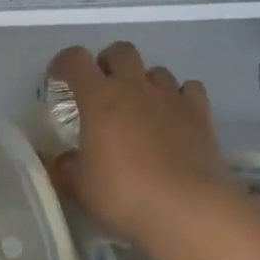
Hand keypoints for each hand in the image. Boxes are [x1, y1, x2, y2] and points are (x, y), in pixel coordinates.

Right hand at [48, 43, 242, 252]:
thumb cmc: (124, 193)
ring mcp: (171, 97)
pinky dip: (179, 97)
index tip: (58, 79)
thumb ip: (65, 166)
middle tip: (102, 90)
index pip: (75, 59)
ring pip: (157, 70)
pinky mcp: (200, 114)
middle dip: (108, 63)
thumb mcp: (79, 186)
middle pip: (121, 51)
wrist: (187, 209)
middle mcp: (135, 87)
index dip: (63, 63)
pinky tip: (175, 116)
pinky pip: (189, 89)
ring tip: (140, 107)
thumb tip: (63, 159)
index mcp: (99, 97)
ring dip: (144, 82)